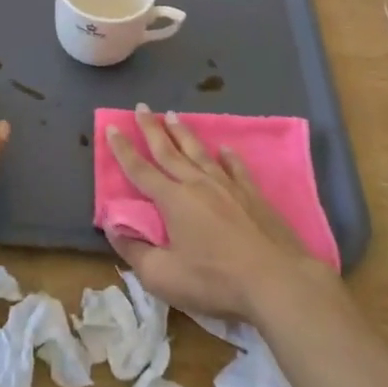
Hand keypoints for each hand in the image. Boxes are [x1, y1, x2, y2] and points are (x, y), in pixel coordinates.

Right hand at [105, 105, 330, 321]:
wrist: (275, 279)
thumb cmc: (214, 279)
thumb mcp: (164, 276)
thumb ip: (135, 252)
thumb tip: (112, 226)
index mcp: (172, 200)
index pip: (140, 170)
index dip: (123, 150)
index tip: (112, 127)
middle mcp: (197, 184)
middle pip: (169, 151)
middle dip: (151, 128)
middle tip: (141, 106)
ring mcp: (228, 186)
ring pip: (199, 152)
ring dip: (183, 133)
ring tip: (173, 115)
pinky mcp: (253, 194)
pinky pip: (236, 167)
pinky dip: (228, 156)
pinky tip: (225, 149)